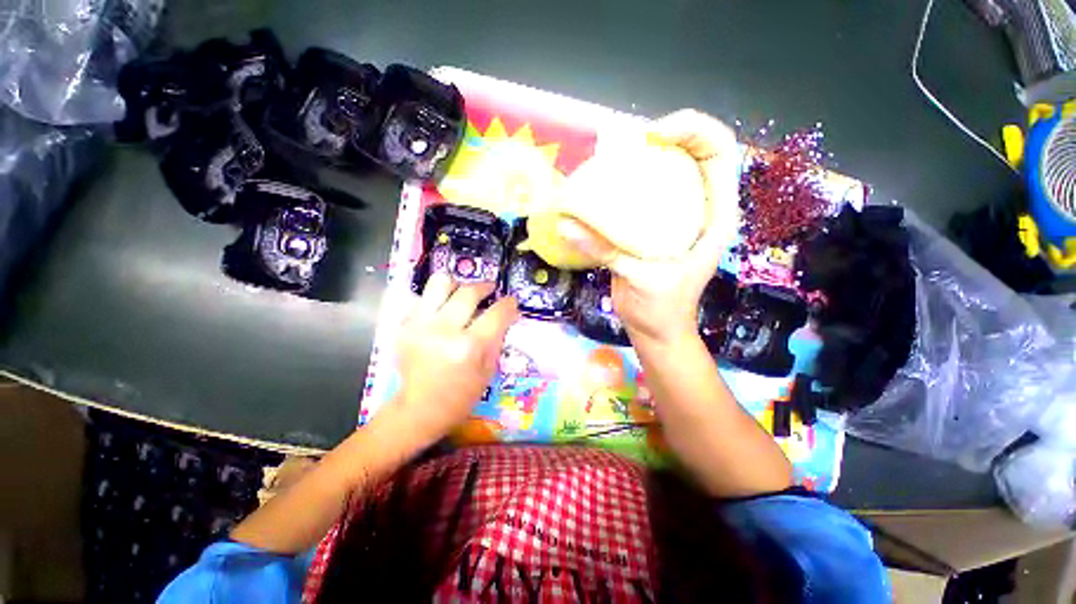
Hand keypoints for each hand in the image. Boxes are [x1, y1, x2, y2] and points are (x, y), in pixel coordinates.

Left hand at [390, 273, 518, 446]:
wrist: (420, 408)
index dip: (508, 304)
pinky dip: (438, 299)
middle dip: (485, 287)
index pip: (496, 313)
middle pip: (468, 292)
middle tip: (490, 290)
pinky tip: (445, 310)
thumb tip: (508, 314)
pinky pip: (424, 298)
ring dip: (457, 285)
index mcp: (469, 347)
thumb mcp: (488, 370)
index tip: (511, 301)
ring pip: (440, 284)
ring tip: (463, 293)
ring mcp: (421, 325)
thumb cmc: (461, 395)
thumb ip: (497, 338)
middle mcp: (444, 330)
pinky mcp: (405, 326)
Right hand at [605, 109, 741, 347]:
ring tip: (614, 158)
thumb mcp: (640, 279)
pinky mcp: (652, 227)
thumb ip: (606, 251)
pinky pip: (643, 194)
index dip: (694, 131)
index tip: (654, 137)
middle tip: (629, 143)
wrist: (655, 330)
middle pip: (692, 152)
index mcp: (715, 216)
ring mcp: (675, 216)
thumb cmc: (661, 310)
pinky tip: (605, 186)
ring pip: (666, 171)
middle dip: (666, 136)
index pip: (719, 152)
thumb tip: (565, 226)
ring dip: (644, 158)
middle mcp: (699, 209)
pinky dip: (626, 184)